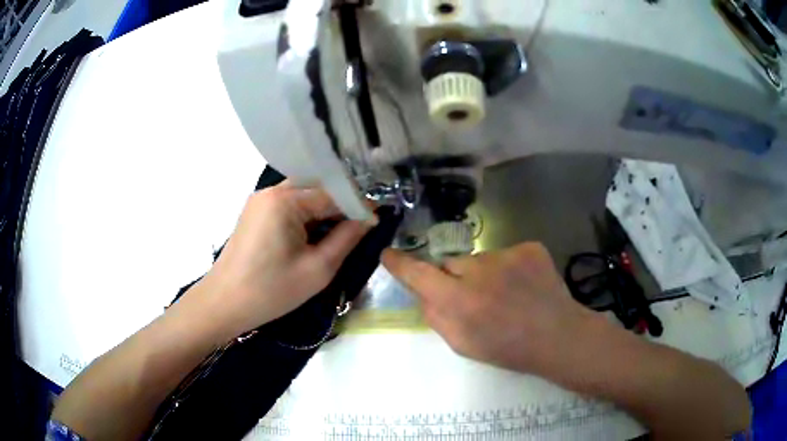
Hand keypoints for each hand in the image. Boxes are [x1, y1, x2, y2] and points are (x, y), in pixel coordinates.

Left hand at [190, 183, 372, 341]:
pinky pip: (288, 205)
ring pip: (303, 196)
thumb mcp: (318, 269)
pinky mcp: (255, 212)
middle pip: (317, 188)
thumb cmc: (271, 291)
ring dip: (322, 212)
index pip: (333, 193)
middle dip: (340, 207)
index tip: (376, 222)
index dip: (358, 206)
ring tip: (338, 235)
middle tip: (358, 230)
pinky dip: (305, 217)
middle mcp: (272, 190)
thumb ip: (347, 238)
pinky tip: (313, 236)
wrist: (224, 304)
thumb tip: (369, 219)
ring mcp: (260, 200)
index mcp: (285, 200)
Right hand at [382, 243, 596, 374]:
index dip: (400, 264)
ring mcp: (508, 254)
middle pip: (451, 264)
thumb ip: (436, 317)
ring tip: (506, 295)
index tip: (387, 254)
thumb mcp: (463, 345)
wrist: (558, 337)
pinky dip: (509, 268)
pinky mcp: (529, 247)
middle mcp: (480, 271)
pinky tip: (524, 286)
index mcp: (460, 301)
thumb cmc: (509, 349)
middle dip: (455, 279)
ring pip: (480, 259)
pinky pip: (506, 254)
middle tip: (476, 299)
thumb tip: (424, 293)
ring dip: (485, 274)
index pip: (418, 274)